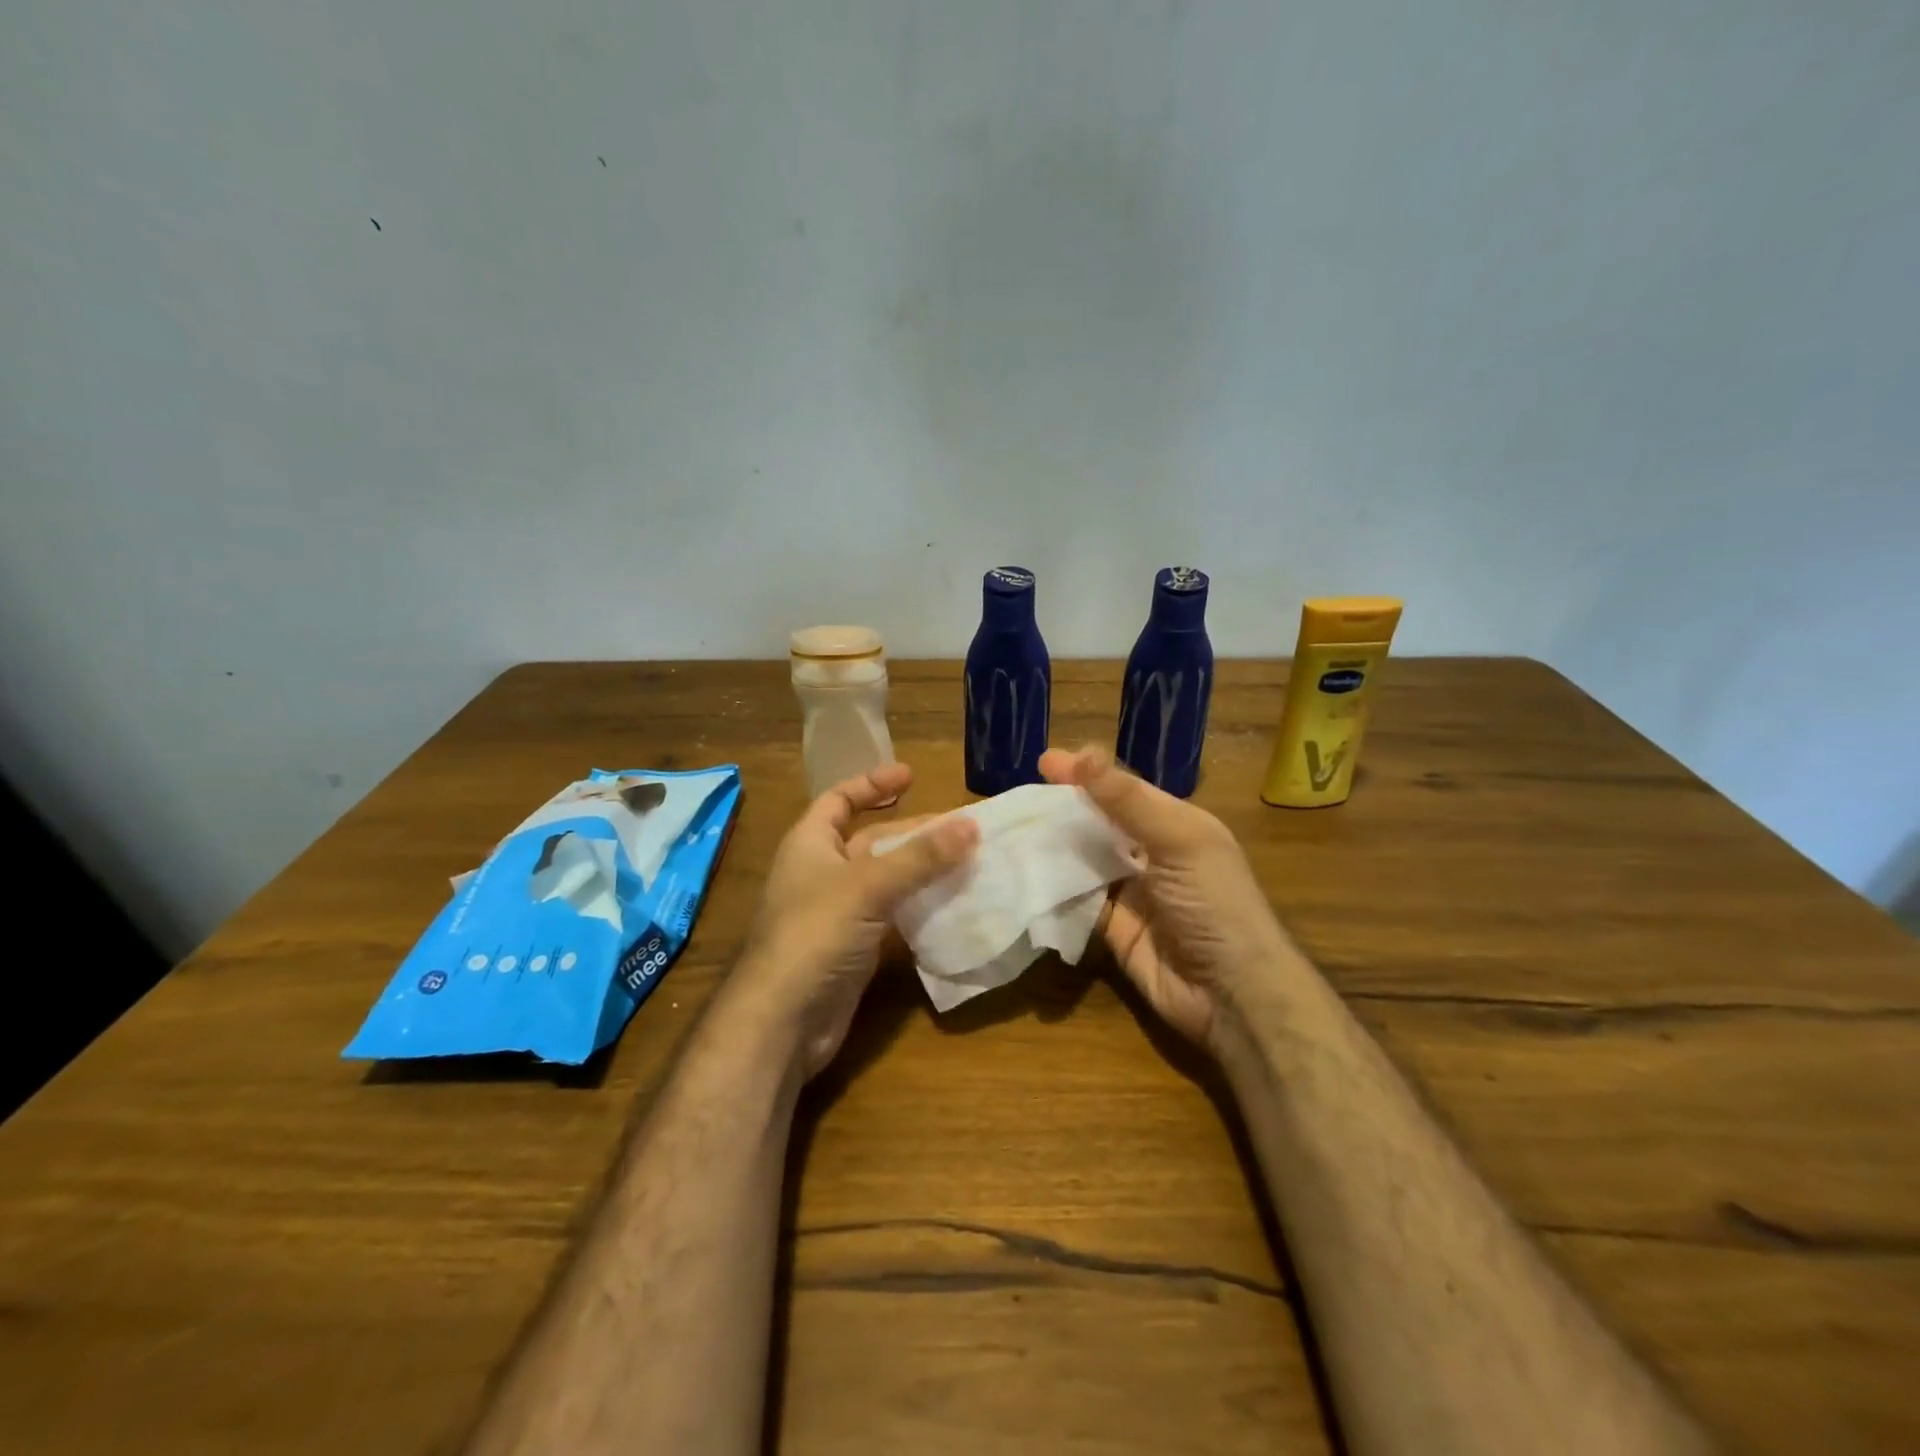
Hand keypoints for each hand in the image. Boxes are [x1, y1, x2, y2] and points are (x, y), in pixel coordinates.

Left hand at [735, 763, 976, 1079]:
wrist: (784, 1020)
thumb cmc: (816, 933)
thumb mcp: (869, 886)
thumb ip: (921, 857)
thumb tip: (971, 825)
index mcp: (811, 843)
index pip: (839, 799)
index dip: (872, 784)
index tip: (912, 776)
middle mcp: (822, 872)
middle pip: (872, 839)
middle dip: (914, 833)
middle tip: (962, 829)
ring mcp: (838, 912)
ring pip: (886, 879)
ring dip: (922, 870)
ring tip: (967, 861)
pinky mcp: (854, 946)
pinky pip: (892, 915)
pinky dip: (919, 906)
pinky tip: (952, 904)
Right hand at [1039, 746, 1291, 1049]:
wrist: (1231, 995)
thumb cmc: (1213, 904)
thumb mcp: (1179, 841)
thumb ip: (1128, 801)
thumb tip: (1083, 753)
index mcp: (1176, 824)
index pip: (1123, 789)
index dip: (1086, 774)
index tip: (1043, 762)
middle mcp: (1152, 852)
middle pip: (1099, 821)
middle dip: (1062, 808)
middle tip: (1019, 798)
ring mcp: (1131, 891)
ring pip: (1084, 858)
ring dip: (1052, 845)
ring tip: (1011, 828)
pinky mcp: (1112, 927)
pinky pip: (1077, 898)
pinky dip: (1053, 886)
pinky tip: (1022, 871)